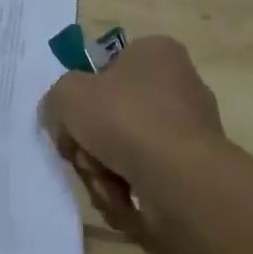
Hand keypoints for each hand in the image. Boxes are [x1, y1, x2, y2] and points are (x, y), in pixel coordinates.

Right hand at [41, 35, 225, 233]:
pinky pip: (148, 179)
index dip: (83, 96)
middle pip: (114, 115)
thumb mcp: (67, 94)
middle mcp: (180, 85)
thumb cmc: (124, 118)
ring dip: (104, 171)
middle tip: (83, 156)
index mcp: (156, 52)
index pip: (108, 67)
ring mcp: (191, 131)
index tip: (71, 121)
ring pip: (127, 150)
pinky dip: (128, 192)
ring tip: (104, 184)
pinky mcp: (195, 172)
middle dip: (91, 143)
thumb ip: (57, 99)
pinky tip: (123, 201)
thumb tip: (63, 119)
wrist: (180, 179)